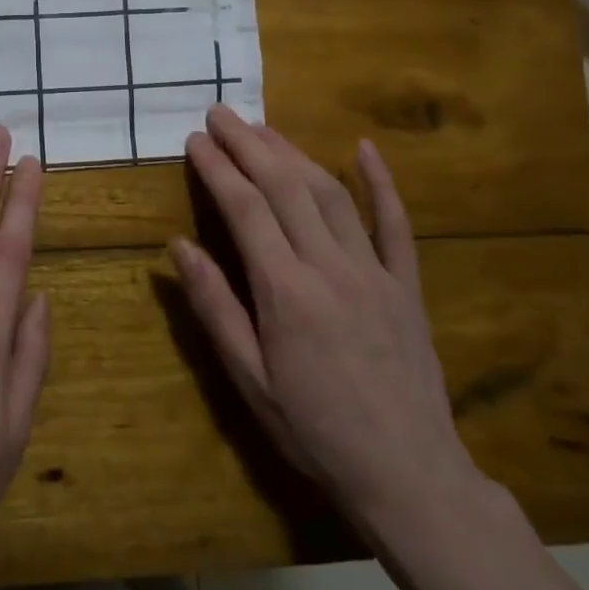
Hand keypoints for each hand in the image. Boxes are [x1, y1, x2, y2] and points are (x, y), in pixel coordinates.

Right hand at [172, 106, 479, 531]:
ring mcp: (375, 272)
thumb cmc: (314, 431)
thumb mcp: (250, 380)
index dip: (218, 168)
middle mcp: (330, 267)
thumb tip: (179, 246)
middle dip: (249, 144)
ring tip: (263, 128)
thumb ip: (215, 308)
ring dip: (294, 153)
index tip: (195, 140)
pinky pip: (396, 224)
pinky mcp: (406, 285)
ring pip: (331, 194)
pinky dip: (381, 183)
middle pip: (285, 187)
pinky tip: (364, 149)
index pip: (245, 209)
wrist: (409, 475)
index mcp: (286, 292)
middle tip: (221, 113)